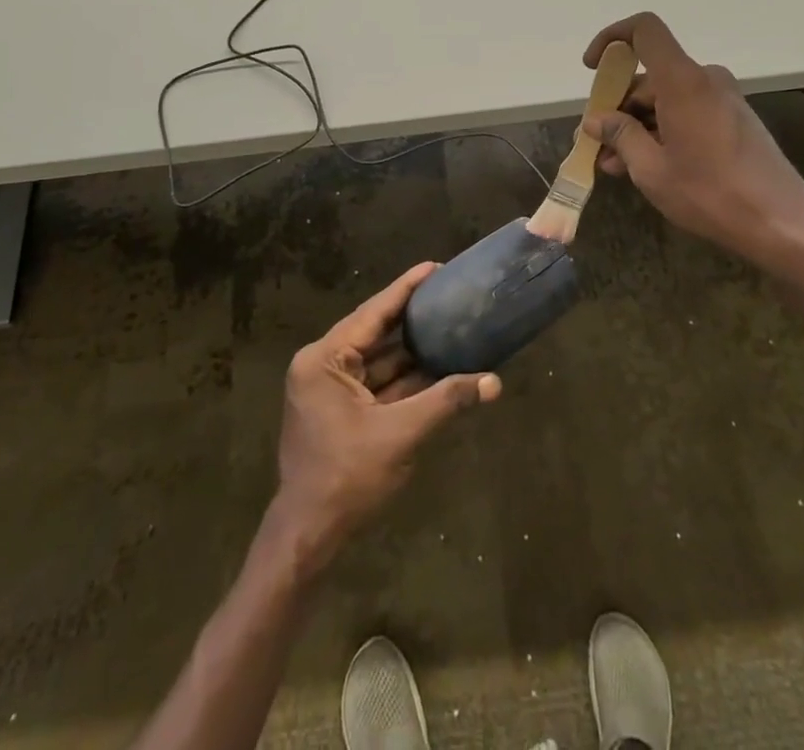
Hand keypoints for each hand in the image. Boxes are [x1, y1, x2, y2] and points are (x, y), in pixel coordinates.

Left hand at [272, 262, 501, 568]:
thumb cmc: (347, 478)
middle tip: (448, 293)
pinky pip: (377, 383)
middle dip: (412, 317)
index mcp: (324, 359)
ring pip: (378, 360)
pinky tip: (437, 365)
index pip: (372, 313)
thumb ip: (446, 401)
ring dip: (412, 350)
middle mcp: (323, 365)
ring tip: (449, 323)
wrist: (309, 536)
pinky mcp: (340, 411)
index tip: (434, 267)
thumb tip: (494, 382)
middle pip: (375, 333)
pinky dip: (404, 378)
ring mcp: (330, 390)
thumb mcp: (400, 434)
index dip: (405, 289)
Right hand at [581, 13, 803, 281]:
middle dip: (618, 107)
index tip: (593, 69)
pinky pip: (686, 113)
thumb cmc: (711, 194)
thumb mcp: (651, 169)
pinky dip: (661, 132)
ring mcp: (723, 99)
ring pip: (666, 100)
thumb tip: (595, 120)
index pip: (644, 30)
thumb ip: (620, 136)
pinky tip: (645, 166)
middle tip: (596, 143)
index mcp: (683, 81)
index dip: (612, 39)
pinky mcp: (734, 120)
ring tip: (614, 165)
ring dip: (637, 126)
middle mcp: (705, 80)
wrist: (783, 225)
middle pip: (650, 76)